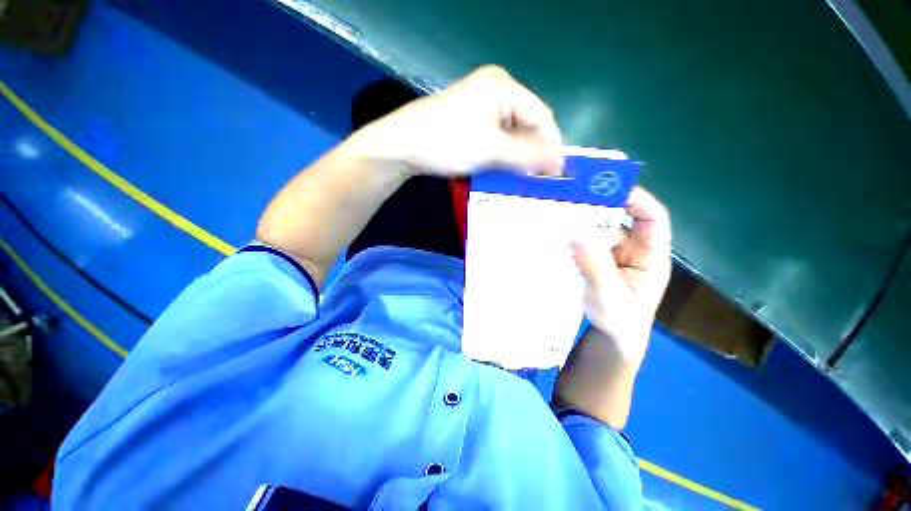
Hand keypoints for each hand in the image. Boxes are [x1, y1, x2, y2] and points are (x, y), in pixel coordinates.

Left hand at [353, 66, 562, 176]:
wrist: (403, 145)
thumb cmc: (447, 142)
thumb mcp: (491, 149)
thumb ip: (526, 155)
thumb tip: (558, 164)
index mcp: (503, 86)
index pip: (541, 115)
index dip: (551, 145)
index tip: (557, 173)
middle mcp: (496, 90)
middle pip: (528, 123)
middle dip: (535, 151)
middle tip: (540, 178)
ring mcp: (482, 105)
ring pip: (513, 133)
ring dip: (520, 155)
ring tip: (525, 178)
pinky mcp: (472, 120)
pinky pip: (498, 137)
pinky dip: (505, 154)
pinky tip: (506, 169)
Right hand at [571, 187, 671, 364]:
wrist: (611, 339)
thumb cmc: (621, 322)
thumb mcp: (610, 296)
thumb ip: (596, 266)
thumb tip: (577, 234)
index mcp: (649, 256)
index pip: (653, 218)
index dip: (637, 199)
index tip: (609, 189)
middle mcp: (632, 250)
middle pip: (618, 221)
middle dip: (597, 211)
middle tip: (571, 200)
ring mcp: (612, 256)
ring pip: (597, 233)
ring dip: (579, 227)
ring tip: (557, 217)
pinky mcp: (596, 262)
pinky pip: (584, 245)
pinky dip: (572, 241)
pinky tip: (555, 237)